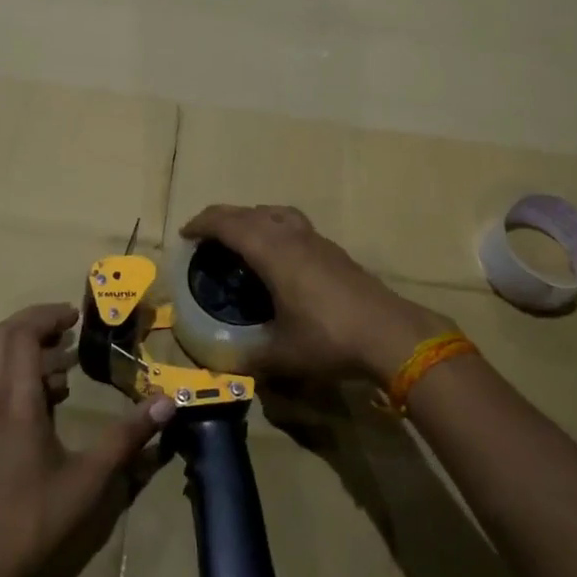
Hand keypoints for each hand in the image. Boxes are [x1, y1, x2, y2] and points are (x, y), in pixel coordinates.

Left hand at [0, 303, 174, 576]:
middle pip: (0, 338)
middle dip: (34, 323)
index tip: (76, 315)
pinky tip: (50, 399)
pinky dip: (18, 372)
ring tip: (65, 362)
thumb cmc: (31, 520)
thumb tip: (167, 403)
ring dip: (24, 347)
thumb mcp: (88, 479)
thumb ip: (127, 437)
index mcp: (14, 401)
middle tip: (69, 329)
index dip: (46, 315)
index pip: (19, 334)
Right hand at [179, 205, 446, 383]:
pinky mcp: (334, 250)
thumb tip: (225, 364)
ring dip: (252, 217)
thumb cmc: (329, 339)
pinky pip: (293, 224)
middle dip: (223, 217)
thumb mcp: (282, 354)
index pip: (229, 224)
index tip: (185, 234)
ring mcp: (316, 240)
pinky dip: (274, 227)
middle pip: (250, 213)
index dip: (203, 224)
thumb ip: (250, 357)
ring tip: (241, 237)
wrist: (390, 334)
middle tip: (205, 235)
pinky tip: (279, 254)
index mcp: (272, 252)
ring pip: (276, 213)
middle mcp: (291, 237)